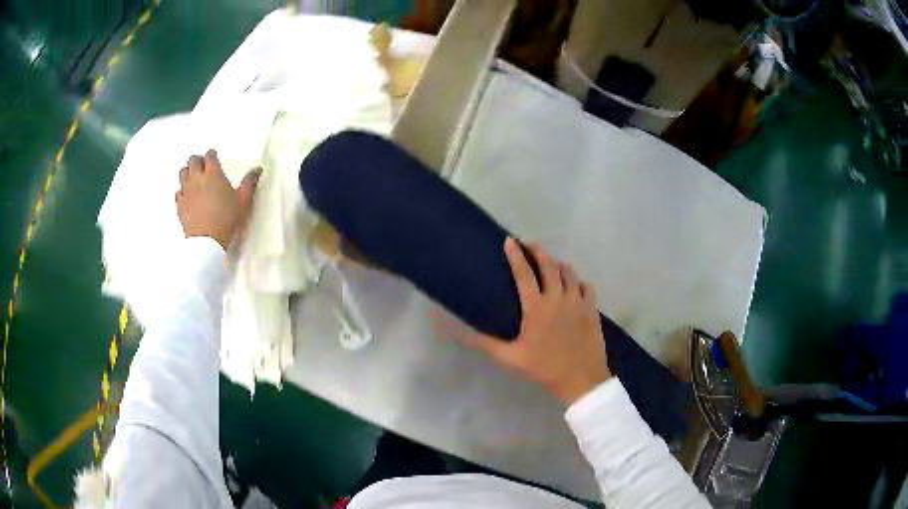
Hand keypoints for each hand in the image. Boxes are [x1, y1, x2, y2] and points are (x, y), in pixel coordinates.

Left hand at [176, 150, 260, 249]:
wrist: (206, 241)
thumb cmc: (227, 218)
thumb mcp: (243, 201)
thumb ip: (250, 182)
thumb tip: (258, 169)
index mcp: (213, 174)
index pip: (210, 156)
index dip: (212, 154)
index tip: (214, 157)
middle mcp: (197, 178)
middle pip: (193, 161)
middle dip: (198, 160)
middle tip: (203, 165)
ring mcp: (186, 191)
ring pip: (183, 173)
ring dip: (188, 172)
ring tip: (194, 177)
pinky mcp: (180, 205)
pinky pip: (178, 191)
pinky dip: (182, 190)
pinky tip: (187, 195)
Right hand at [466, 238, 611, 405]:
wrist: (580, 378)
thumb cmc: (543, 368)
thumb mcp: (510, 358)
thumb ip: (484, 343)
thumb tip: (458, 334)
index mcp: (536, 307)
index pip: (524, 273)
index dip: (515, 255)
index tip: (509, 241)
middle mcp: (558, 298)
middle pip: (549, 265)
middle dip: (538, 251)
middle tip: (530, 245)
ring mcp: (578, 301)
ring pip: (569, 272)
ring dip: (558, 264)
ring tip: (551, 265)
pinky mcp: (592, 308)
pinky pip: (586, 286)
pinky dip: (578, 282)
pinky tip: (574, 286)